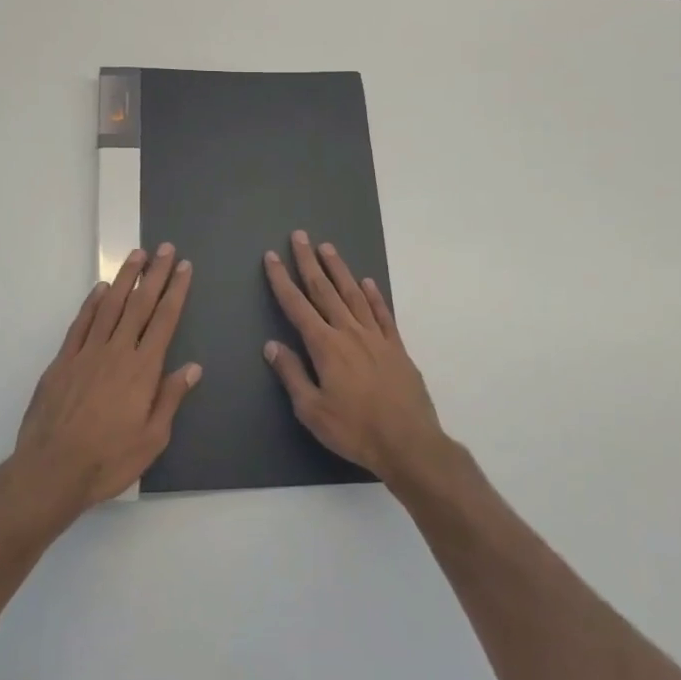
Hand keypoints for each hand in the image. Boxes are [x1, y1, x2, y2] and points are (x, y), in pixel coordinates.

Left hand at [14, 245, 200, 515]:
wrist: (52, 470)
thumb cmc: (108, 460)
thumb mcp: (152, 438)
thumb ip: (171, 398)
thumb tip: (193, 367)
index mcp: (143, 369)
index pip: (165, 320)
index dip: (176, 291)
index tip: (184, 267)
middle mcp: (117, 351)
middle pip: (140, 304)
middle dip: (155, 274)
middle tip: (166, 249)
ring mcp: (87, 352)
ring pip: (110, 305)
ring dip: (125, 278)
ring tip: (137, 255)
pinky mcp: (63, 360)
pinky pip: (81, 323)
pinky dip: (92, 302)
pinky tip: (101, 289)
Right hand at [262, 231, 451, 488]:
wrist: (409, 442)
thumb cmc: (354, 430)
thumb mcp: (312, 410)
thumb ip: (292, 374)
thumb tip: (272, 345)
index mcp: (325, 346)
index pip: (297, 306)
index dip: (282, 280)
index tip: (273, 256)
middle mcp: (349, 332)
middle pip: (324, 290)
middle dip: (309, 262)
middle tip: (300, 236)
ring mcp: (376, 337)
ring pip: (353, 294)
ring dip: (339, 269)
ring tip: (327, 247)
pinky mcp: (397, 347)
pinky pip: (382, 314)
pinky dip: (373, 295)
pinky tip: (367, 282)